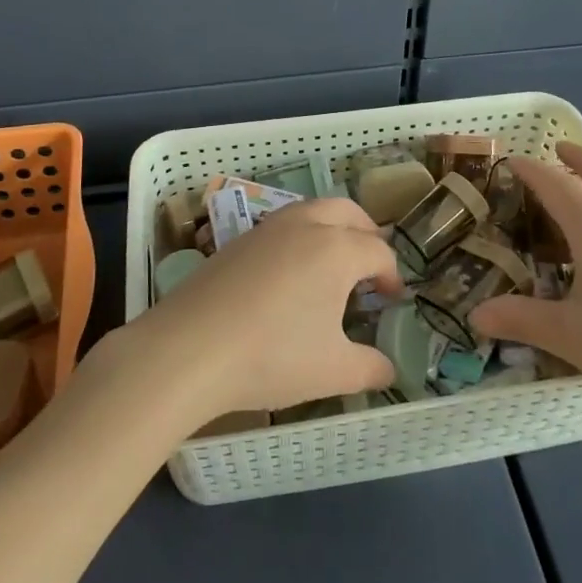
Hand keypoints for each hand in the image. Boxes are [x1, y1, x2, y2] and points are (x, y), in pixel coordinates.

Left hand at [125, 198, 400, 421]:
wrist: (189, 348)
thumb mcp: (333, 371)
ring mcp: (267, 228)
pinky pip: (282, 226)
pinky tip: (290, 276)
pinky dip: (300, 238)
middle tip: (370, 267)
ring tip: (332, 266)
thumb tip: (388, 368)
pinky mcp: (238, 240)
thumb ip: (370, 368)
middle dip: (367, 234)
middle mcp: (305, 225)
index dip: (391, 276)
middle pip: (348, 213)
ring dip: (332, 229)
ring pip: (312, 211)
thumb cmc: (272, 356)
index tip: (392, 301)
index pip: (378, 252)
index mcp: (336, 249)